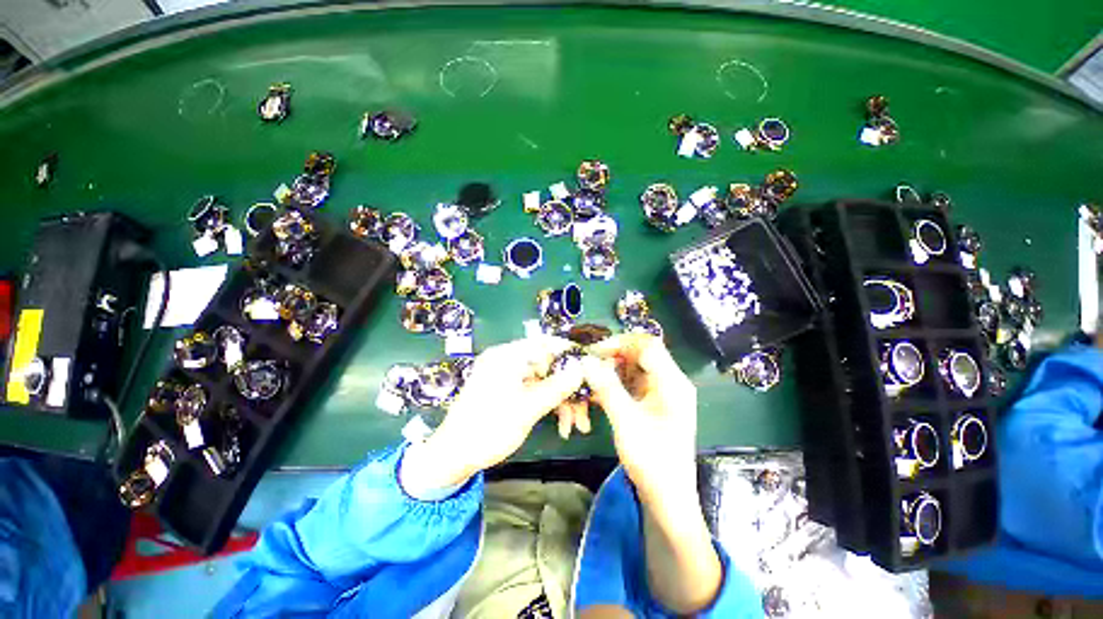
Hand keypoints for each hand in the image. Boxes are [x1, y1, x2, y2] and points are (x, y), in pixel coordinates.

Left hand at [402, 336, 583, 493]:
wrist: (452, 458)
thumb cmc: (487, 429)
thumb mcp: (527, 409)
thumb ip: (556, 387)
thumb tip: (581, 368)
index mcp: (506, 356)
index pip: (544, 343)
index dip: (568, 352)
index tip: (589, 365)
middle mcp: (507, 361)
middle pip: (547, 365)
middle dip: (568, 387)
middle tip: (586, 406)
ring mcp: (508, 377)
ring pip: (544, 381)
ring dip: (561, 400)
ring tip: (576, 424)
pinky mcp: (509, 391)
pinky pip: (535, 391)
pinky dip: (549, 404)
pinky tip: (561, 424)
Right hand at [583, 334, 720, 613]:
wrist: (667, 497)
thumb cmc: (652, 461)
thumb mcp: (626, 422)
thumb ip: (606, 388)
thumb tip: (586, 360)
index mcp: (672, 383)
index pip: (647, 345)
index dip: (620, 343)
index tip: (595, 353)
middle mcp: (669, 381)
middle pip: (640, 354)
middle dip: (613, 357)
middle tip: (589, 367)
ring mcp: (661, 391)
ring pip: (633, 367)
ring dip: (611, 370)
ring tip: (591, 381)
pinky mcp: (652, 401)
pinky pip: (631, 382)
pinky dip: (614, 383)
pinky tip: (598, 392)